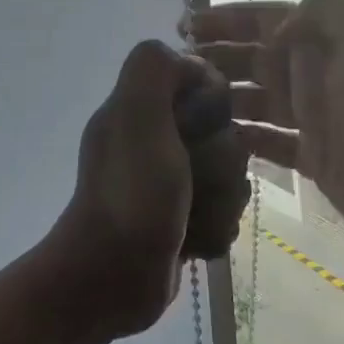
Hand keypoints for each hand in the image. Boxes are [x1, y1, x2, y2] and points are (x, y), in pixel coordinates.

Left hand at [53, 41, 250, 343]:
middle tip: (187, 183)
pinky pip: (225, 213)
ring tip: (188, 219)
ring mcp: (170, 184)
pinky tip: (190, 243)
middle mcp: (156, 141)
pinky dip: (213, 229)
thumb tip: (191, 65)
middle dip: (218, 163)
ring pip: (231, 177)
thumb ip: (154, 69)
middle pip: (226, 134)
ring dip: (219, 201)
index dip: (212, 104)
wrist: (112, 278)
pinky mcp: (183, 220)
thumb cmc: (130, 195)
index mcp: (142, 109)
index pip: (205, 84)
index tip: (196, 127)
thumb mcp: (135, 116)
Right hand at [191, 0, 343, 256]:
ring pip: (255, 100)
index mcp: (329, 37)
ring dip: (221, 98)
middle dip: (214, 57)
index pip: (265, 18)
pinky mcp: (315, 157)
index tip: (182, 26)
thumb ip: (321, 8)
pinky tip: (210, 141)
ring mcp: (316, 117)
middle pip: (253, 58)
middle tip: (171, 69)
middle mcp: (318, 72)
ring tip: (179, 105)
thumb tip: (276, 27)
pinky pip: (268, 143)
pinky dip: (241, 139)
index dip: (225, 18)